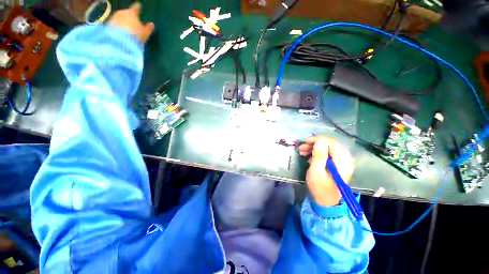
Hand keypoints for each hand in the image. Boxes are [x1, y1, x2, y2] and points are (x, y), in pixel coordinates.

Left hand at [109, 2, 154, 43]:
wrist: (120, 42)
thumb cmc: (135, 36)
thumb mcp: (145, 33)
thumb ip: (149, 28)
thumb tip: (151, 25)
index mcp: (131, 12)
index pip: (135, 7)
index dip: (138, 7)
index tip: (138, 6)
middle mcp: (122, 12)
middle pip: (127, 13)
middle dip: (130, 17)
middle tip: (133, 23)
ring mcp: (114, 18)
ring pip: (121, 18)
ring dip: (124, 23)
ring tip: (128, 30)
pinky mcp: (109, 25)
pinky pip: (115, 25)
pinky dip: (119, 27)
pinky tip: (122, 33)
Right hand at [298, 136, 354, 206]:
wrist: (326, 201)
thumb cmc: (320, 187)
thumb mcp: (316, 171)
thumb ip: (319, 155)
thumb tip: (320, 140)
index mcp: (342, 161)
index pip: (331, 142)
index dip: (317, 139)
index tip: (304, 142)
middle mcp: (345, 159)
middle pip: (329, 144)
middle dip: (314, 144)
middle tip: (301, 148)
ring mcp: (342, 161)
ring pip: (328, 148)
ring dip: (314, 148)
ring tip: (302, 152)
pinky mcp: (338, 164)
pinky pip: (328, 153)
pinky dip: (317, 153)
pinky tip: (309, 157)